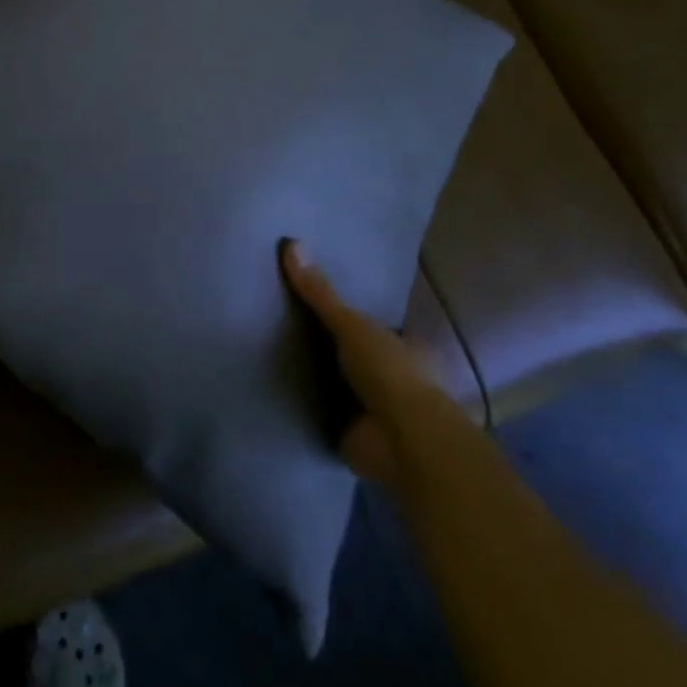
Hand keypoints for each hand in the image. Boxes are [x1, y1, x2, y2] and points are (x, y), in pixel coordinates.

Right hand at [281, 240, 437, 486]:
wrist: (401, 444)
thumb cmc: (390, 374)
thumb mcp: (351, 324)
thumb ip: (320, 293)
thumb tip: (291, 242)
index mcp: (408, 348)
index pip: (380, 324)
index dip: (355, 313)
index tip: (323, 300)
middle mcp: (397, 378)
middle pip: (358, 354)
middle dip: (333, 345)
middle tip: (289, 320)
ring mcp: (377, 410)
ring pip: (343, 384)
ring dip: (320, 377)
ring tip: (277, 351)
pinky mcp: (356, 435)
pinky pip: (325, 413)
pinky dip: (309, 405)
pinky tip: (281, 389)